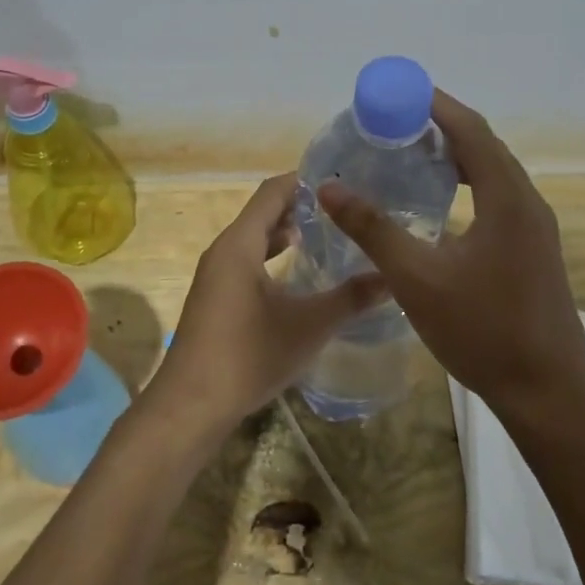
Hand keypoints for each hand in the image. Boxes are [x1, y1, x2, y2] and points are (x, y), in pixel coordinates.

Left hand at [147, 173, 386, 440]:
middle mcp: (223, 251)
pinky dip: (271, 256)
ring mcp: (215, 276)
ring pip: (253, 239)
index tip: (341, 179)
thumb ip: (351, 298)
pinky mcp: (215, 298)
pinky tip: (296, 272)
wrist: (191, 405)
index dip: (304, 180)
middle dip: (301, 206)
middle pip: (263, 212)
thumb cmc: (249, 355)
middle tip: (343, 207)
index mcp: (239, 244)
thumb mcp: (309, 326)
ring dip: (285, 232)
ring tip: (326, 233)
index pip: (272, 192)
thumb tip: (392, 278)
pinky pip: (246, 261)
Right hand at [316, 90, 584, 422]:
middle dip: (442, 127)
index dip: (435, 105)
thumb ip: (373, 229)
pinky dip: (468, 184)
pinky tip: (440, 205)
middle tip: (395, 124)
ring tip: (411, 156)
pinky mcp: (534, 249)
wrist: (548, 392)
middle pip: (484, 146)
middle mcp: (528, 202)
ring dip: (456, 157)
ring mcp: (536, 227)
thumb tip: (329, 188)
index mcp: (506, 198)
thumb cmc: (483, 330)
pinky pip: (499, 197)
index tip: (398, 93)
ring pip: (494, 173)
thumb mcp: (417, 279)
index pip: (471, 130)